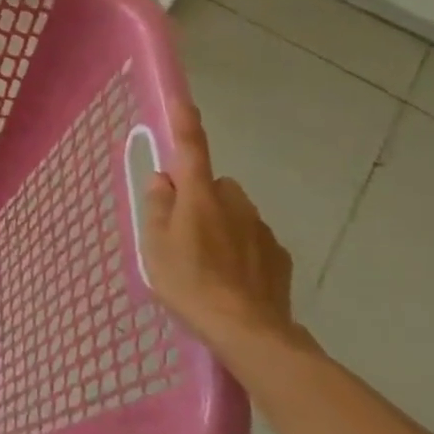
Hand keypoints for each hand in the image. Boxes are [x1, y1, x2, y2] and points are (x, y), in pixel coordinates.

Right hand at [141, 99, 301, 359]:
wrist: (249, 332)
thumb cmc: (190, 283)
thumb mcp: (154, 245)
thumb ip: (156, 206)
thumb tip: (163, 179)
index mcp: (200, 196)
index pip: (191, 149)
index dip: (185, 124)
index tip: (183, 101)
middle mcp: (234, 203)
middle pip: (214, 185)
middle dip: (201, 197)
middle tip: (182, 231)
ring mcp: (261, 229)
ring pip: (235, 213)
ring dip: (221, 225)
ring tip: (207, 263)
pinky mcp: (279, 256)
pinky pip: (253, 240)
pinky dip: (241, 250)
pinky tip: (232, 279)